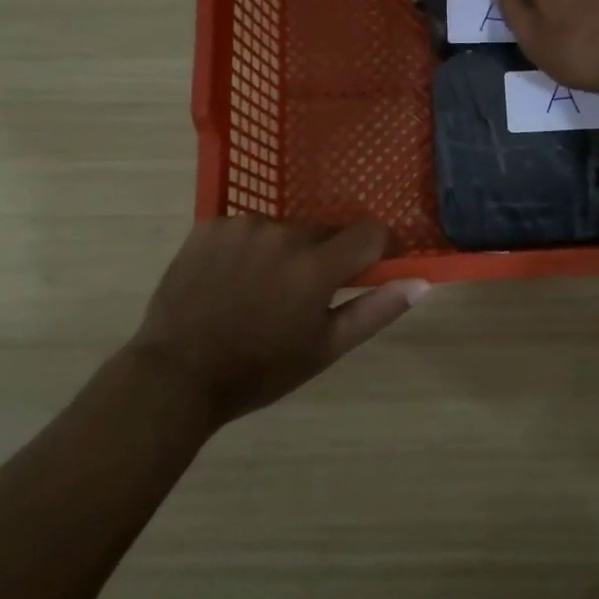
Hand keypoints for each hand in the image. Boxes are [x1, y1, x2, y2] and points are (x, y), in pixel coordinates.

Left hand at [123, 215, 428, 426]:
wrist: (177, 374)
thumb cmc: (260, 369)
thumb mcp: (326, 348)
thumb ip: (377, 310)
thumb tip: (421, 282)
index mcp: (316, 265)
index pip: (369, 233)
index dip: (373, 251)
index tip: (362, 273)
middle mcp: (284, 232)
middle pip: (323, 232)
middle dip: (321, 257)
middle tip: (298, 297)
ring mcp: (242, 225)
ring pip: (282, 229)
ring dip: (281, 251)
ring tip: (256, 290)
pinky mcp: (209, 224)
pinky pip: (244, 228)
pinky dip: (245, 248)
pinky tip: (228, 279)